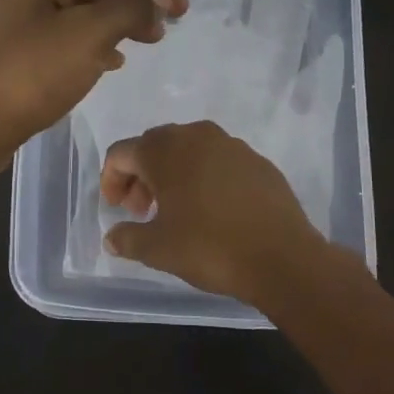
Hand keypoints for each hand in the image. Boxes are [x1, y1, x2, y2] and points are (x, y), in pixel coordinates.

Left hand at [0, 0, 192, 170]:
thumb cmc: (30, 71)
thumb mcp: (89, 34)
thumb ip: (132, 8)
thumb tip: (158, 1)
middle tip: (180, 12)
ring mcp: (29, 12)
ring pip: (90, 0)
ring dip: (126, 12)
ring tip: (156, 36)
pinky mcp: (27, 44)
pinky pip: (75, 28)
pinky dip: (103, 36)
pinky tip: (119, 59)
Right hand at [101, 121, 332, 305]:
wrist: (282, 257)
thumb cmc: (209, 247)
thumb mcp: (158, 249)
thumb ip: (127, 238)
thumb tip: (112, 237)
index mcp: (165, 150)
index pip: (122, 153)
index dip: (111, 180)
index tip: (116, 209)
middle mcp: (196, 136)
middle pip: (154, 145)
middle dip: (141, 175)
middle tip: (142, 210)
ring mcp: (231, 145)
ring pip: (188, 150)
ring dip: (173, 174)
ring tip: (176, 210)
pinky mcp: (257, 161)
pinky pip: (218, 160)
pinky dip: (204, 177)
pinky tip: (211, 209)